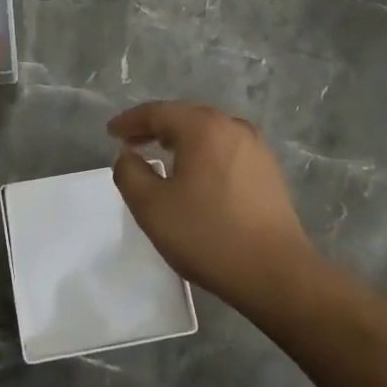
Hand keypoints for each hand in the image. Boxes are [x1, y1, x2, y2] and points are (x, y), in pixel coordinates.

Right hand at [107, 101, 317, 311]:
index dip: (130, 121)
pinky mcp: (268, 171)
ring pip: (209, 132)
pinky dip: (203, 153)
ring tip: (160, 153)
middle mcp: (233, 127)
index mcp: (204, 128)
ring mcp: (256, 148)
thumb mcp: (151, 207)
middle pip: (186, 116)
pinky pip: (226, 149)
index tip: (110, 132)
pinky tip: (196, 173)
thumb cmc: (207, 235)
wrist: (275, 273)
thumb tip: (128, 156)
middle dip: (155, 126)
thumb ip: (130, 173)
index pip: (158, 112)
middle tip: (131, 141)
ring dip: (181, 139)